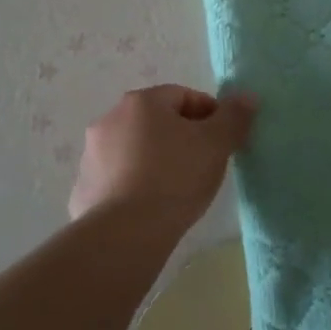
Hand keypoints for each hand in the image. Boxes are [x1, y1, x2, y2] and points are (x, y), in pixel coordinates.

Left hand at [69, 85, 256, 227]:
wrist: (125, 234)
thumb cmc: (175, 178)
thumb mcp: (216, 144)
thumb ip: (234, 116)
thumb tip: (247, 96)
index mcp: (141, 102)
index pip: (183, 96)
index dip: (209, 114)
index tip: (223, 140)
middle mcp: (110, 119)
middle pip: (156, 121)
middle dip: (181, 136)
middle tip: (204, 163)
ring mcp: (91, 155)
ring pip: (135, 149)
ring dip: (156, 159)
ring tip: (178, 189)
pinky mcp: (83, 188)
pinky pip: (118, 178)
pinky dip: (134, 185)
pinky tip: (151, 207)